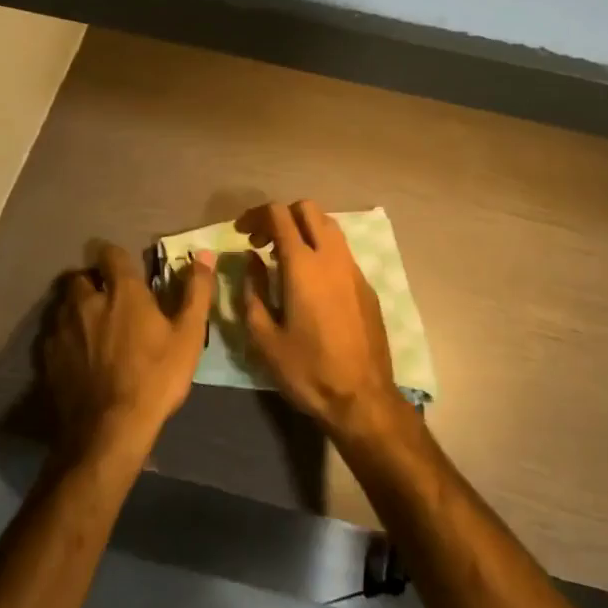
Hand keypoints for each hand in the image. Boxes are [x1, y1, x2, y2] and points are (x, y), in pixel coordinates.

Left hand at [40, 243, 216, 463]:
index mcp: (122, 291)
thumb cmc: (154, 378)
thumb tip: (205, 255)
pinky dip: (64, 337)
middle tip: (107, 299)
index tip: (125, 269)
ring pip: (64, 305)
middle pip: (80, 278)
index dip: (116, 257)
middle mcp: (86, 301)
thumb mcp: (188, 337)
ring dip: (76, 309)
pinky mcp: (48, 358)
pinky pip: (53, 335)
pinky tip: (77, 356)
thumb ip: (196, 292)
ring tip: (90, 327)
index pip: (110, 254)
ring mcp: (63, 329)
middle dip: (91, 283)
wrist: (108, 432)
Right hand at [237, 200, 406, 442]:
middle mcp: (331, 256)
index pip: (279, 215)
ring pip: (328, 225)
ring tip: (284, 257)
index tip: (242, 232)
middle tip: (262, 242)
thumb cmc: (307, 370)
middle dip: (281, 216)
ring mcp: (353, 268)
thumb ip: (253, 290)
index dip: (256, 215)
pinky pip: (341, 250)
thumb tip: (251, 259)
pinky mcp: (366, 284)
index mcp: (303, 265)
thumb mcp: (264, 337)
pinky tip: (310, 280)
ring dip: (303, 229)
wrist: (362, 398)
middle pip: (307, 209)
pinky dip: (321, 249)